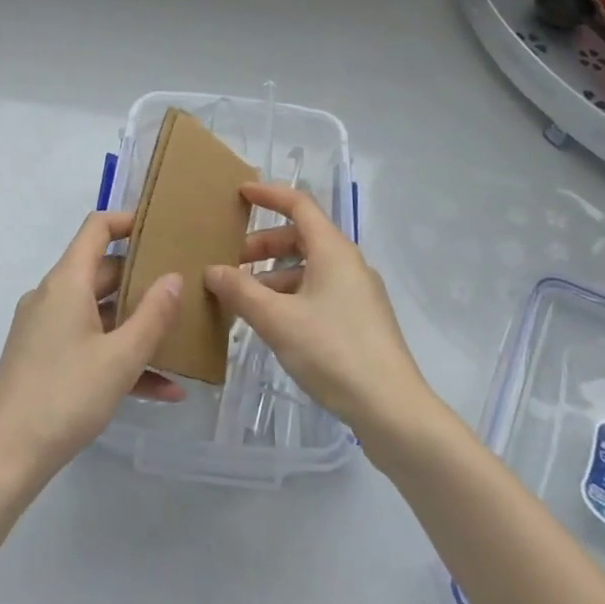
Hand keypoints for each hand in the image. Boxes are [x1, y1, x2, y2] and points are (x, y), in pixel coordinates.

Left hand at [0, 211, 185, 487]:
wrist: (3, 461)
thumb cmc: (64, 397)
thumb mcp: (120, 358)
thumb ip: (153, 315)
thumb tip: (174, 277)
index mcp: (66, 283)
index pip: (96, 228)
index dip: (128, 220)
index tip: (163, 228)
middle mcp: (52, 296)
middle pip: (102, 271)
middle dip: (143, 278)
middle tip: (183, 286)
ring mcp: (44, 329)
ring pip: (99, 312)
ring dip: (136, 325)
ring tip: (181, 339)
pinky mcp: (42, 359)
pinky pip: (88, 343)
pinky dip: (118, 356)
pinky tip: (162, 388)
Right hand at [203, 182, 433, 440]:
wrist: (392, 409)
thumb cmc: (333, 351)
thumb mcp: (278, 320)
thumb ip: (242, 292)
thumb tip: (212, 271)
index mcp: (333, 250)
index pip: (299, 205)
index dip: (269, 195)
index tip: (240, 194)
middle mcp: (349, 263)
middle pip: (302, 237)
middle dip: (265, 244)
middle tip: (232, 262)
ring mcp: (358, 293)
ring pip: (310, 268)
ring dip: (275, 275)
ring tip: (245, 299)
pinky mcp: (361, 321)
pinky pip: (319, 292)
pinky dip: (292, 295)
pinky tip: (273, 324)